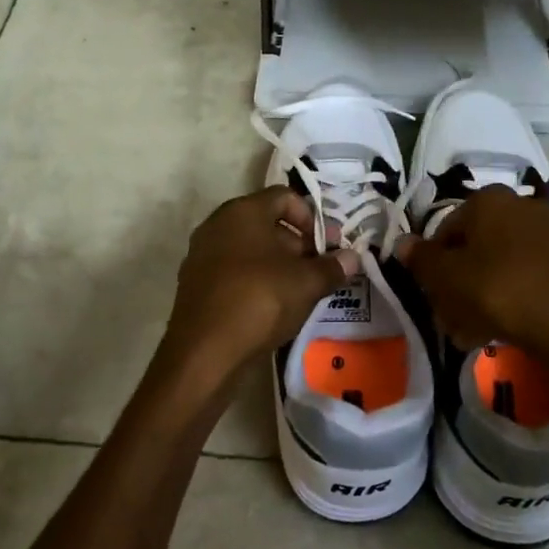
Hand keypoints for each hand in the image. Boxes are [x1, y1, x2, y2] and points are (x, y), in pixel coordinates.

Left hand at [160, 187, 358, 384]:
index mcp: (243, 211)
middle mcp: (218, 223)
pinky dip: (255, 279)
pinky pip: (233, 270)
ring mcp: (202, 253)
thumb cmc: (260, 300)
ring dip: (277, 263)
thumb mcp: (306, 283)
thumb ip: (332, 267)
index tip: (327, 246)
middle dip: (297, 243)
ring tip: (300, 291)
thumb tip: (353, 257)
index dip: (311, 217)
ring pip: (249, 247)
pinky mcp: (195, 283)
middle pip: (266, 222)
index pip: (284, 197)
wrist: (204, 351)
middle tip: (319, 270)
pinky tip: (272, 306)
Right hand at [400, 187, 548, 369]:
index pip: (446, 228)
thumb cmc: (498, 291)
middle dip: (460, 279)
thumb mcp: (446, 278)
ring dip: (484, 291)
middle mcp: (521, 204)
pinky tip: (504, 328)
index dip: (433, 263)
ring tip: (474, 330)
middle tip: (451, 315)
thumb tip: (402, 243)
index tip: (432, 294)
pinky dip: (513, 295)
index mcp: (489, 198)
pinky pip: (528, 275)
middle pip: (476, 245)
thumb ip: (421, 259)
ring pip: (501, 262)